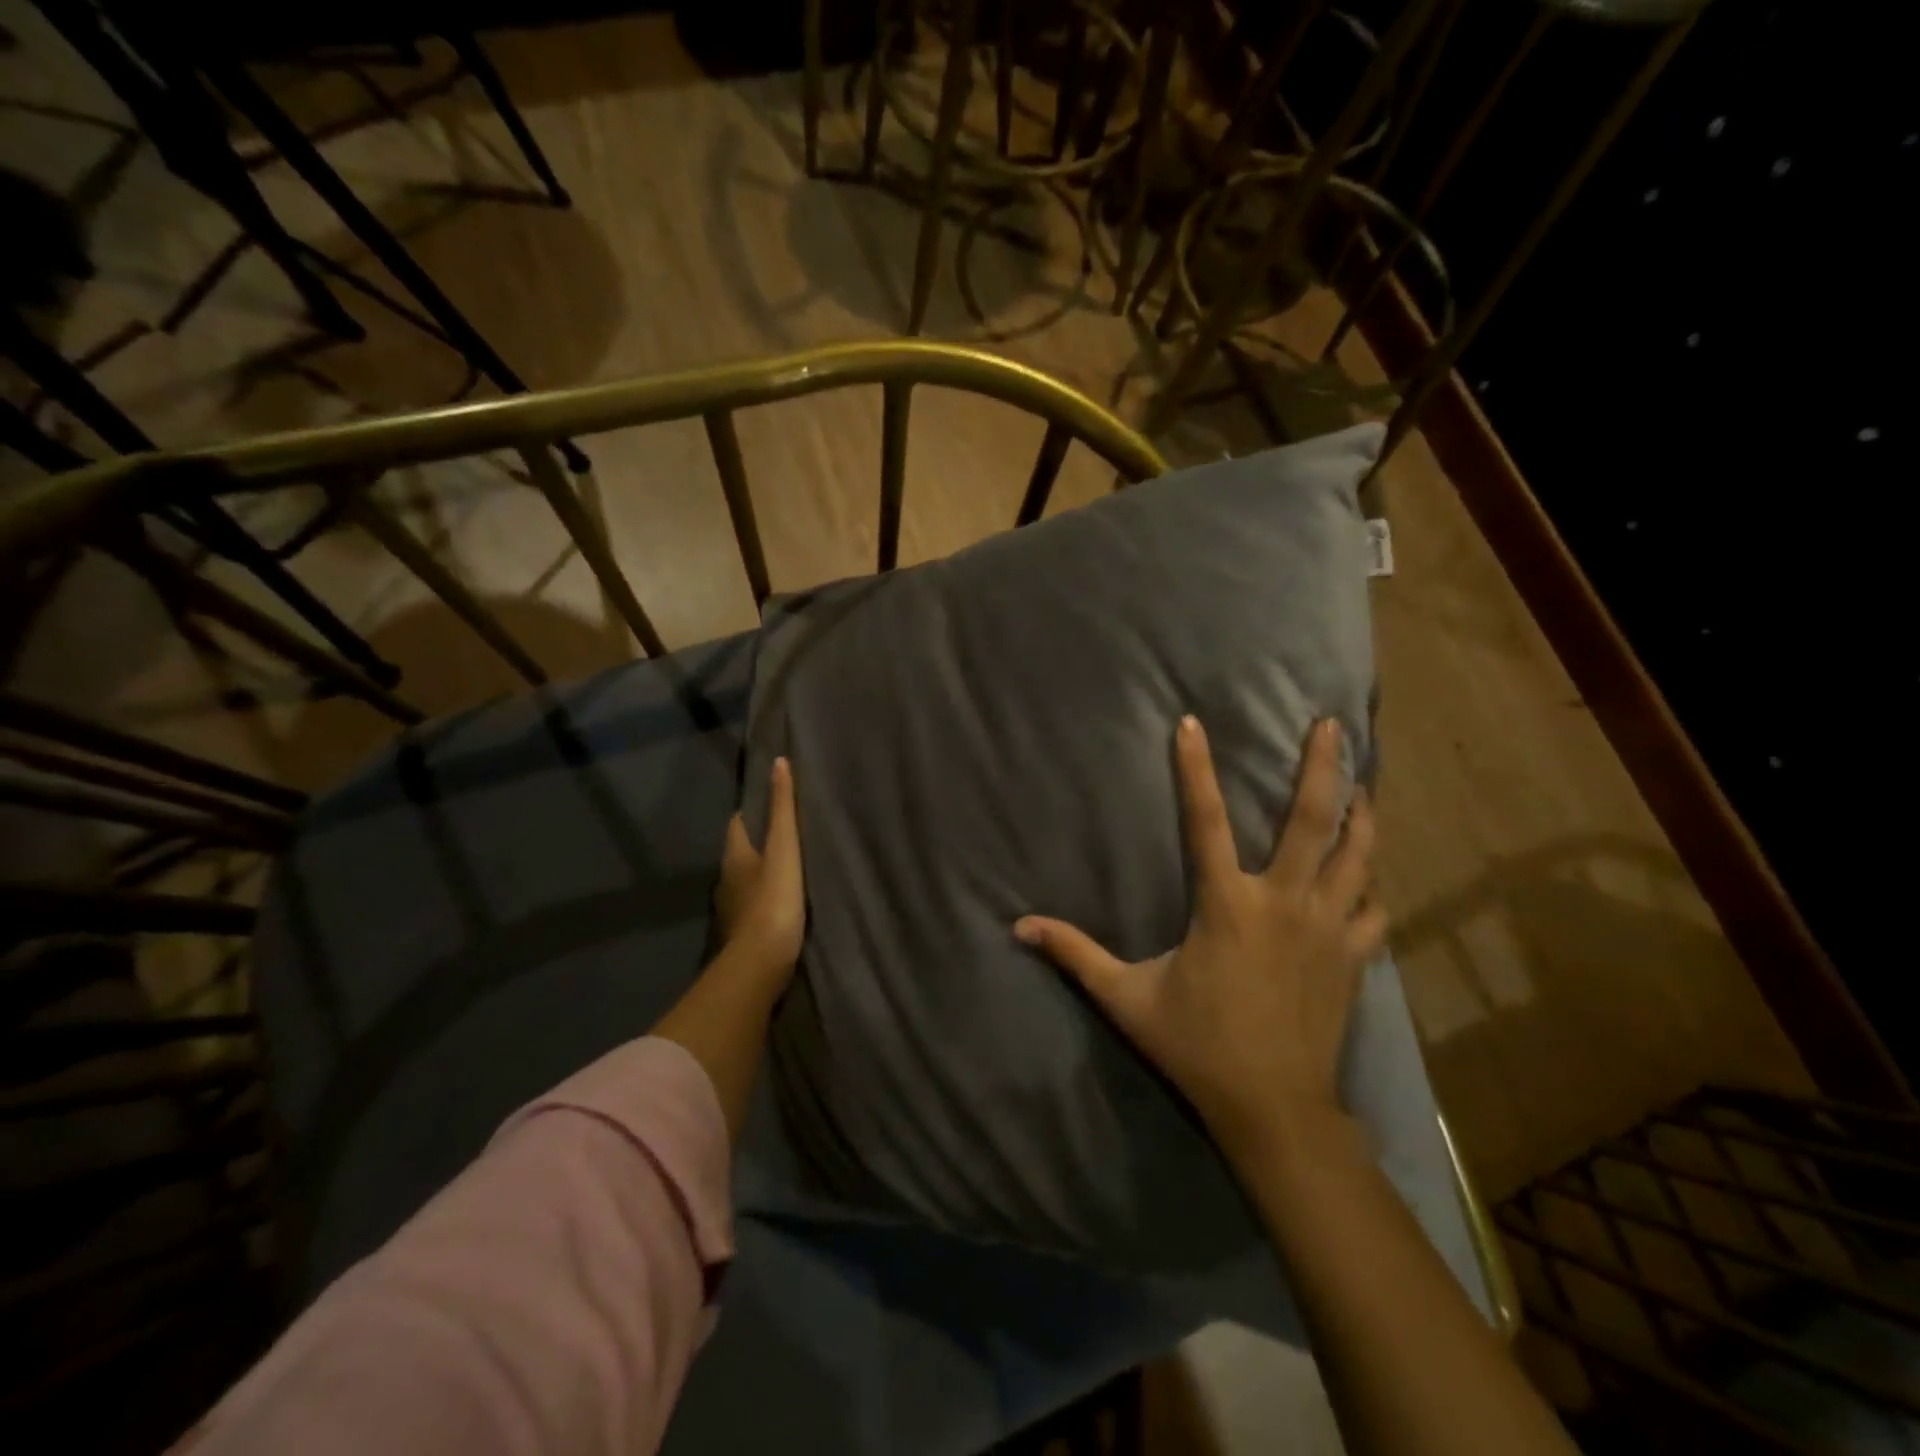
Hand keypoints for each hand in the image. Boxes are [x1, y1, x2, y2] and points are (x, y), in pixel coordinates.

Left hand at [715, 757, 805, 978]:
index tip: (772, 804)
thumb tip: (779, 763)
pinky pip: (756, 905)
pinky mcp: (745, 932)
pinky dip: (768, 898)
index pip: (737, 824)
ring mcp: (734, 909)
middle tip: (788, 833)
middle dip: (759, 842)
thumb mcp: (784, 848)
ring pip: (748, 880)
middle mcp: (728, 880)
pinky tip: (787, 901)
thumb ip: (783, 809)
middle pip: (742, 852)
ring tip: (792, 865)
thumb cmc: (773, 899)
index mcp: (734, 856)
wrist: (761, 963)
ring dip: (763, 872)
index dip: (751, 812)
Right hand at [1015, 716, 1385, 1161]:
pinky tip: (1370, 868)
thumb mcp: (1125, 998)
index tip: (1191, 723)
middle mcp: (1283, 904)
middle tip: (1328, 724)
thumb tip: (1019, 927)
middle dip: (1322, 767)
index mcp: (1227, 906)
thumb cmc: (1197, 1046)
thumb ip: (1075, 954)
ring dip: (1361, 813)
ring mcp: (1327, 929)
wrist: (1274, 1109)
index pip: (1204, 821)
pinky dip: (1371, 880)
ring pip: (1356, 855)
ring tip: (1362, 780)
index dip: (1195, 768)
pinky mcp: (1353, 957)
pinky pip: (1373, 905)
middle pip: (1311, 821)